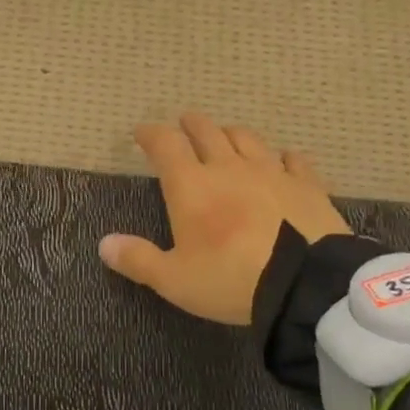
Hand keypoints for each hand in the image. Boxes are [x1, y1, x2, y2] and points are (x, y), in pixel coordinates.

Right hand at [99, 112, 349, 324]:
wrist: (306, 284)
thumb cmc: (231, 279)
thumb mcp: (174, 280)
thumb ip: (138, 260)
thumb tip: (103, 244)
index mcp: (191, 185)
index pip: (165, 144)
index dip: (150, 133)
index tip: (141, 133)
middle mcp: (227, 167)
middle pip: (206, 131)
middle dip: (190, 125)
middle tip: (183, 125)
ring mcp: (270, 171)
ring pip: (246, 138)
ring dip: (230, 134)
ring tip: (225, 137)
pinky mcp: (306, 184)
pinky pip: (293, 159)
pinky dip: (282, 157)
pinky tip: (283, 160)